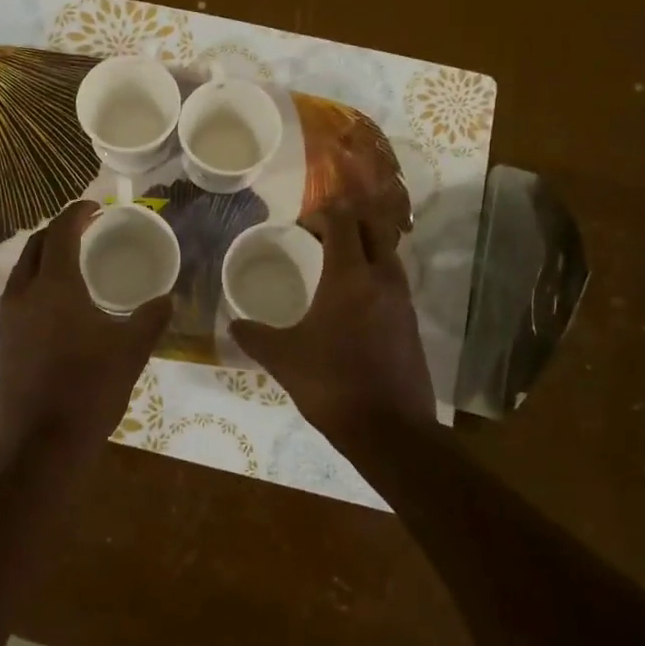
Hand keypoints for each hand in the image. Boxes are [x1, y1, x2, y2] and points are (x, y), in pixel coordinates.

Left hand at [0, 201, 171, 451]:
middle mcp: (23, 294)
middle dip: (58, 231)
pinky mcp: (3, 342)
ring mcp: (7, 319)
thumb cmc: (90, 389)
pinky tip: (57, 306)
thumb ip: (150, 318)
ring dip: (44, 258)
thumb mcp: (131, 350)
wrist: (42, 444)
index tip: (96, 207)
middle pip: (35, 246)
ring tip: (71, 264)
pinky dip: (37, 285)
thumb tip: (168, 298)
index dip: (77, 213)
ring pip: (22, 272)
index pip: (60, 232)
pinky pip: (18, 297)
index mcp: (54, 286)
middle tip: (85, 231)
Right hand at [229, 208, 437, 445]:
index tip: (300, 228)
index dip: (321, 214)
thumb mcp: (283, 359)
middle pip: (372, 227)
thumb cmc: (332, 384)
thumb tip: (233, 324)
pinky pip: (393, 280)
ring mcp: (402, 300)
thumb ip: (254, 336)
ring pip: (387, 252)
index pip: (342, 221)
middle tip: (318, 238)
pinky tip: (352, 302)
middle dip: (347, 222)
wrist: (391, 430)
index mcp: (349, 277)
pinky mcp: (411, 322)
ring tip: (334, 265)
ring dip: (363, 247)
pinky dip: (374, 274)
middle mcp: (382, 278)